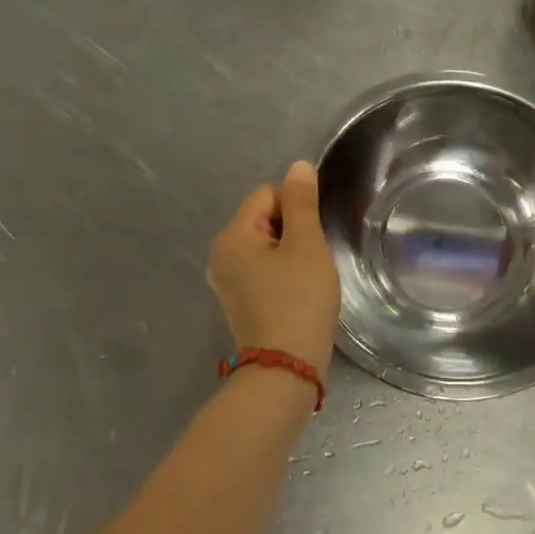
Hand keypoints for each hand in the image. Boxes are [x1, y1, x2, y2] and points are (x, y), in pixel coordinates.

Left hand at [207, 160, 340, 377]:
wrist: (286, 368)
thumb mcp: (306, 245)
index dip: (296, 207)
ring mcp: (228, 279)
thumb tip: (297, 166)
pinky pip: (264, 267)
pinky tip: (299, 291)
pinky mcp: (240, 299)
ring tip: (308, 276)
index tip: (312, 236)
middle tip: (313, 258)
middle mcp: (221, 253)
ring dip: (292, 252)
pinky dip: (284, 271)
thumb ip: (302, 202)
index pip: (267, 194)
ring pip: (268, 243)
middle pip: (265, 217)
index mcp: (232, 235)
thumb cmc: (298, 300)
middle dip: (294, 230)